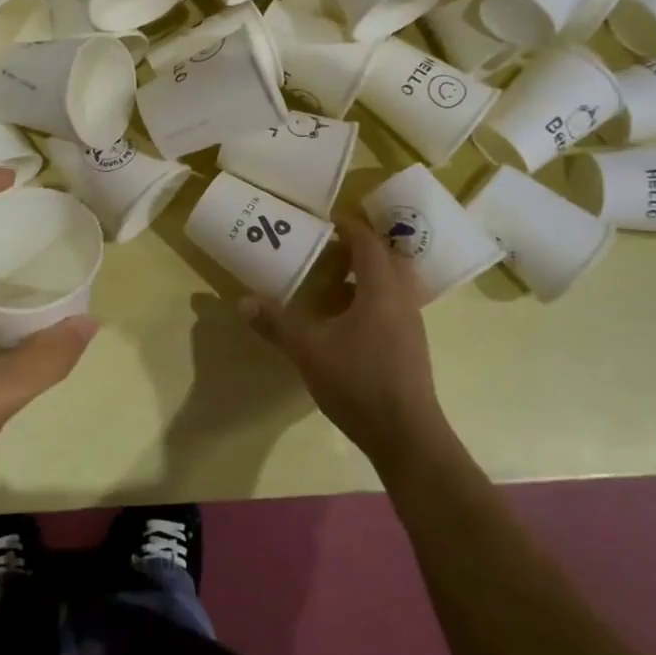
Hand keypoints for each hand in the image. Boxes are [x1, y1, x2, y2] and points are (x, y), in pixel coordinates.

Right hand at [243, 215, 445, 470]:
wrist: (406, 435)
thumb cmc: (358, 382)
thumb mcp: (309, 351)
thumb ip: (277, 324)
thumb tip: (243, 301)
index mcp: (381, 290)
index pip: (369, 243)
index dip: (350, 226)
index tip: (327, 219)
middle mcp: (402, 299)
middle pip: (389, 258)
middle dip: (363, 247)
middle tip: (332, 246)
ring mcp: (412, 324)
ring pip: (395, 283)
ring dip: (370, 273)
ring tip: (337, 279)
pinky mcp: (412, 346)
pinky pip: (395, 304)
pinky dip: (374, 297)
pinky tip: (349, 317)